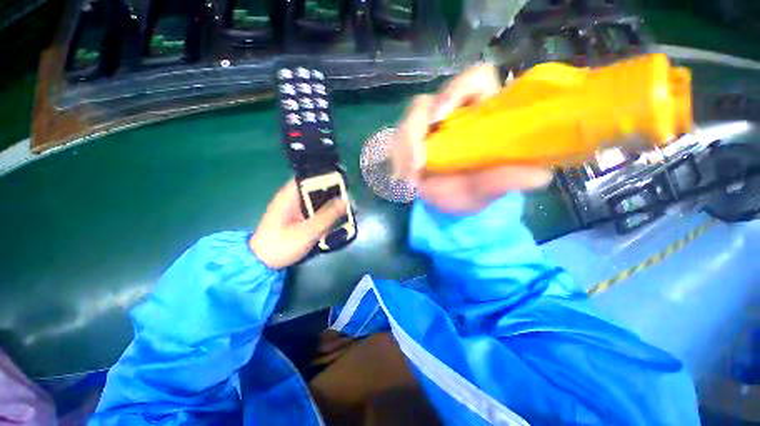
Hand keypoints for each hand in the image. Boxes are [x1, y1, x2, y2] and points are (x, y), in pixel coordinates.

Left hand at [250, 179, 346, 268]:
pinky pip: (314, 210)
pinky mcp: (297, 216)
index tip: (344, 184)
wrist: (261, 263)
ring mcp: (294, 207)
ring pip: (317, 200)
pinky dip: (324, 214)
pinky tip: (333, 221)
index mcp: (290, 195)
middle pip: (316, 188)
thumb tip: (345, 200)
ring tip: (345, 212)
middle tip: (348, 202)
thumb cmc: (281, 246)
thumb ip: (327, 216)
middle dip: (332, 194)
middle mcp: (292, 197)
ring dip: (329, 205)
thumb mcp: (307, 232)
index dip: (327, 177)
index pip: (310, 176)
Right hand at [392, 63, 552, 212]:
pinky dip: (397, 158)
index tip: (439, 118)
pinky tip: (403, 177)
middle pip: (427, 102)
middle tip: (415, 164)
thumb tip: (539, 176)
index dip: (455, 90)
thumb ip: (506, 181)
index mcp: (482, 112)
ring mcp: (428, 127)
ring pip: (407, 122)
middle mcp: (453, 114)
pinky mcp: (411, 141)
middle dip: (414, 131)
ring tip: (409, 178)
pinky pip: (397, 140)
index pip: (473, 80)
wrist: (450, 204)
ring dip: (403, 149)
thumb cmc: (473, 193)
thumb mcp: (489, 189)